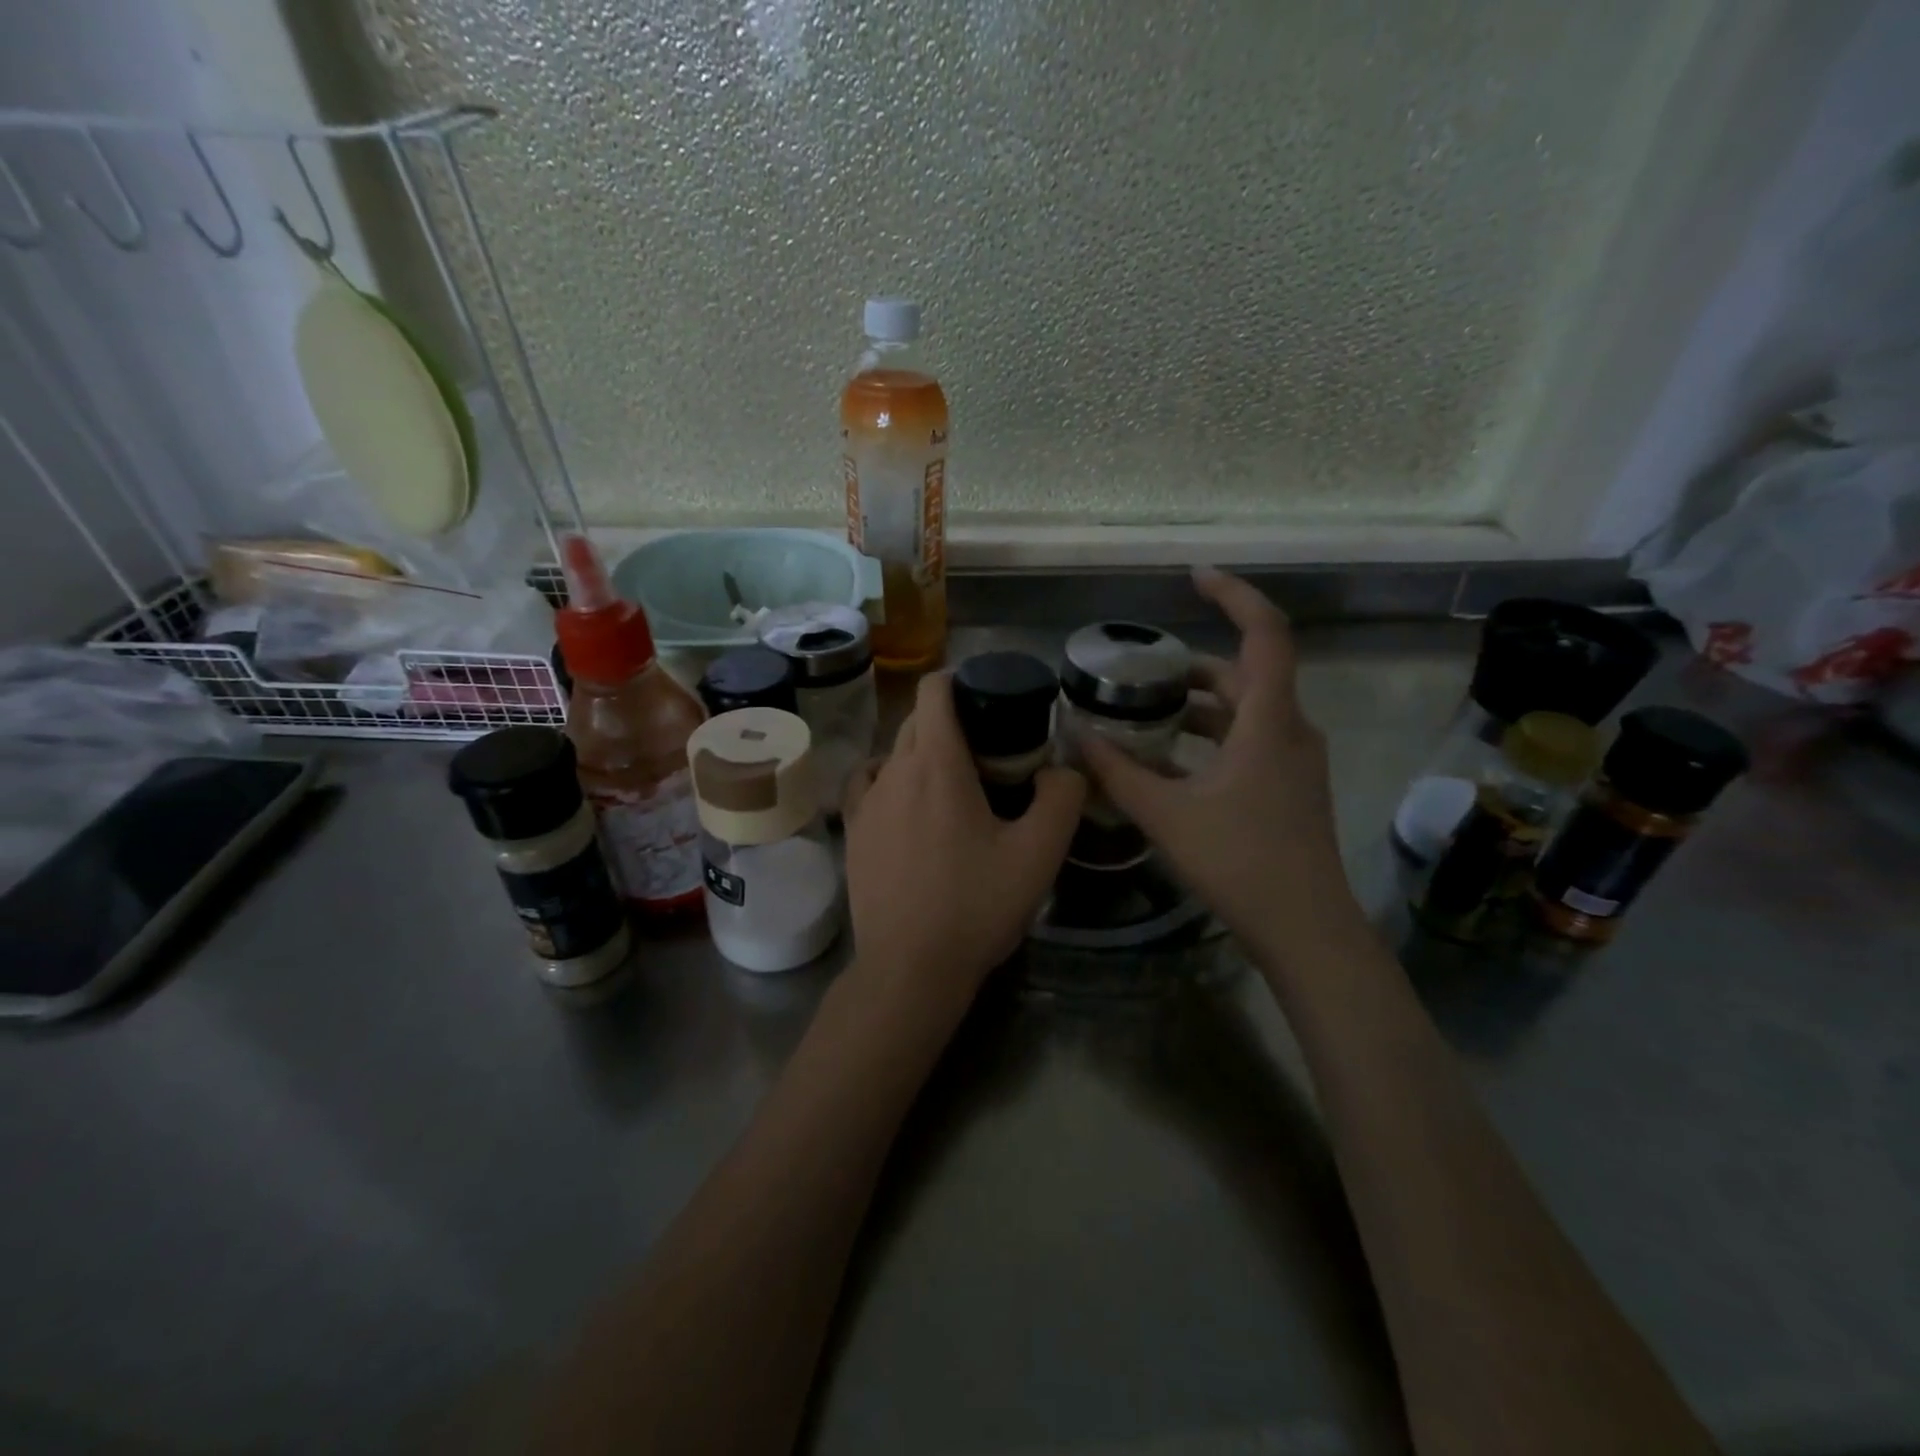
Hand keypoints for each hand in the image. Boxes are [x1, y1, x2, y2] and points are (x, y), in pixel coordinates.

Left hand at [842, 673, 1084, 1023]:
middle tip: (989, 752)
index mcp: (937, 764)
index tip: (988, 698)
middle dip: (951, 721)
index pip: (935, 690)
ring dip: (922, 753)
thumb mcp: (1039, 854)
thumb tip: (1061, 769)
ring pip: (893, 753)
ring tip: (952, 783)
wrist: (909, 969)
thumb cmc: (976, 906)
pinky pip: (868, 783)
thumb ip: (1062, 797)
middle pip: (917, 721)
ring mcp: (866, 802)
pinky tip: (908, 805)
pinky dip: (890, 778)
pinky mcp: (853, 833)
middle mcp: (893, 771)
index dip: (960, 680)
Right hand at [1081, 568, 1360, 961]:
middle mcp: (1290, 729)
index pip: (1265, 633)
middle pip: (1247, 672)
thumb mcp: (1166, 814)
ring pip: (1247, 710)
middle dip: (1195, 665)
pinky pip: (1250, 740)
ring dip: (1201, 704)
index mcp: (1268, 721)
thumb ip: (1117, 772)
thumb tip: (1073, 735)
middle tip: (1143, 670)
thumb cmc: (1240, 862)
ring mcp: (1295, 759)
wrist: (1305, 928)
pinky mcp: (1290, 786)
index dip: (1233, 595)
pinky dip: (1212, 735)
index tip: (1194, 577)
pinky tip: (1172, 760)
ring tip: (1148, 712)